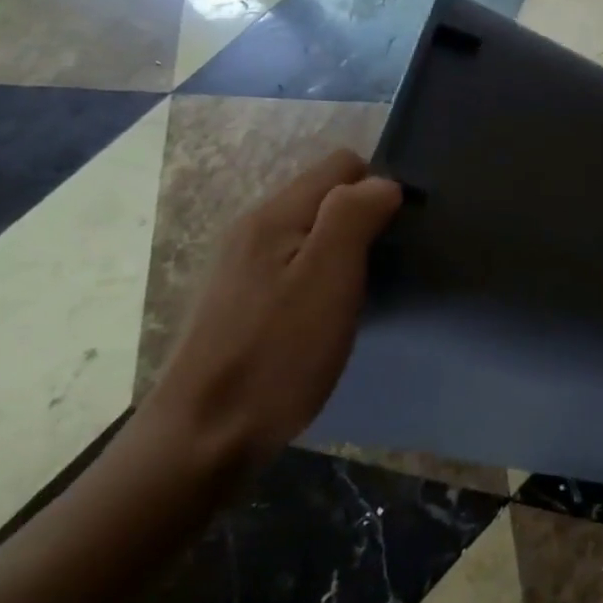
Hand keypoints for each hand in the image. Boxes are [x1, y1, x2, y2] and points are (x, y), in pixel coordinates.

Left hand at [141, 148, 401, 473]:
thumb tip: (383, 183)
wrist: (204, 438)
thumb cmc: (277, 354)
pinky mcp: (241, 300)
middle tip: (385, 265)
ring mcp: (242, 266)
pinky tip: (328, 314)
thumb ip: (354, 216)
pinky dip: (322, 275)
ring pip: (311, 231)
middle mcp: (253, 228)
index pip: (342, 164)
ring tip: (364, 291)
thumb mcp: (328, 277)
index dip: (379, 187)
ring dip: (344, 249)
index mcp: (275, 215)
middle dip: (363, 217)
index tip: (398, 232)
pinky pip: (295, 263)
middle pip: (325, 195)